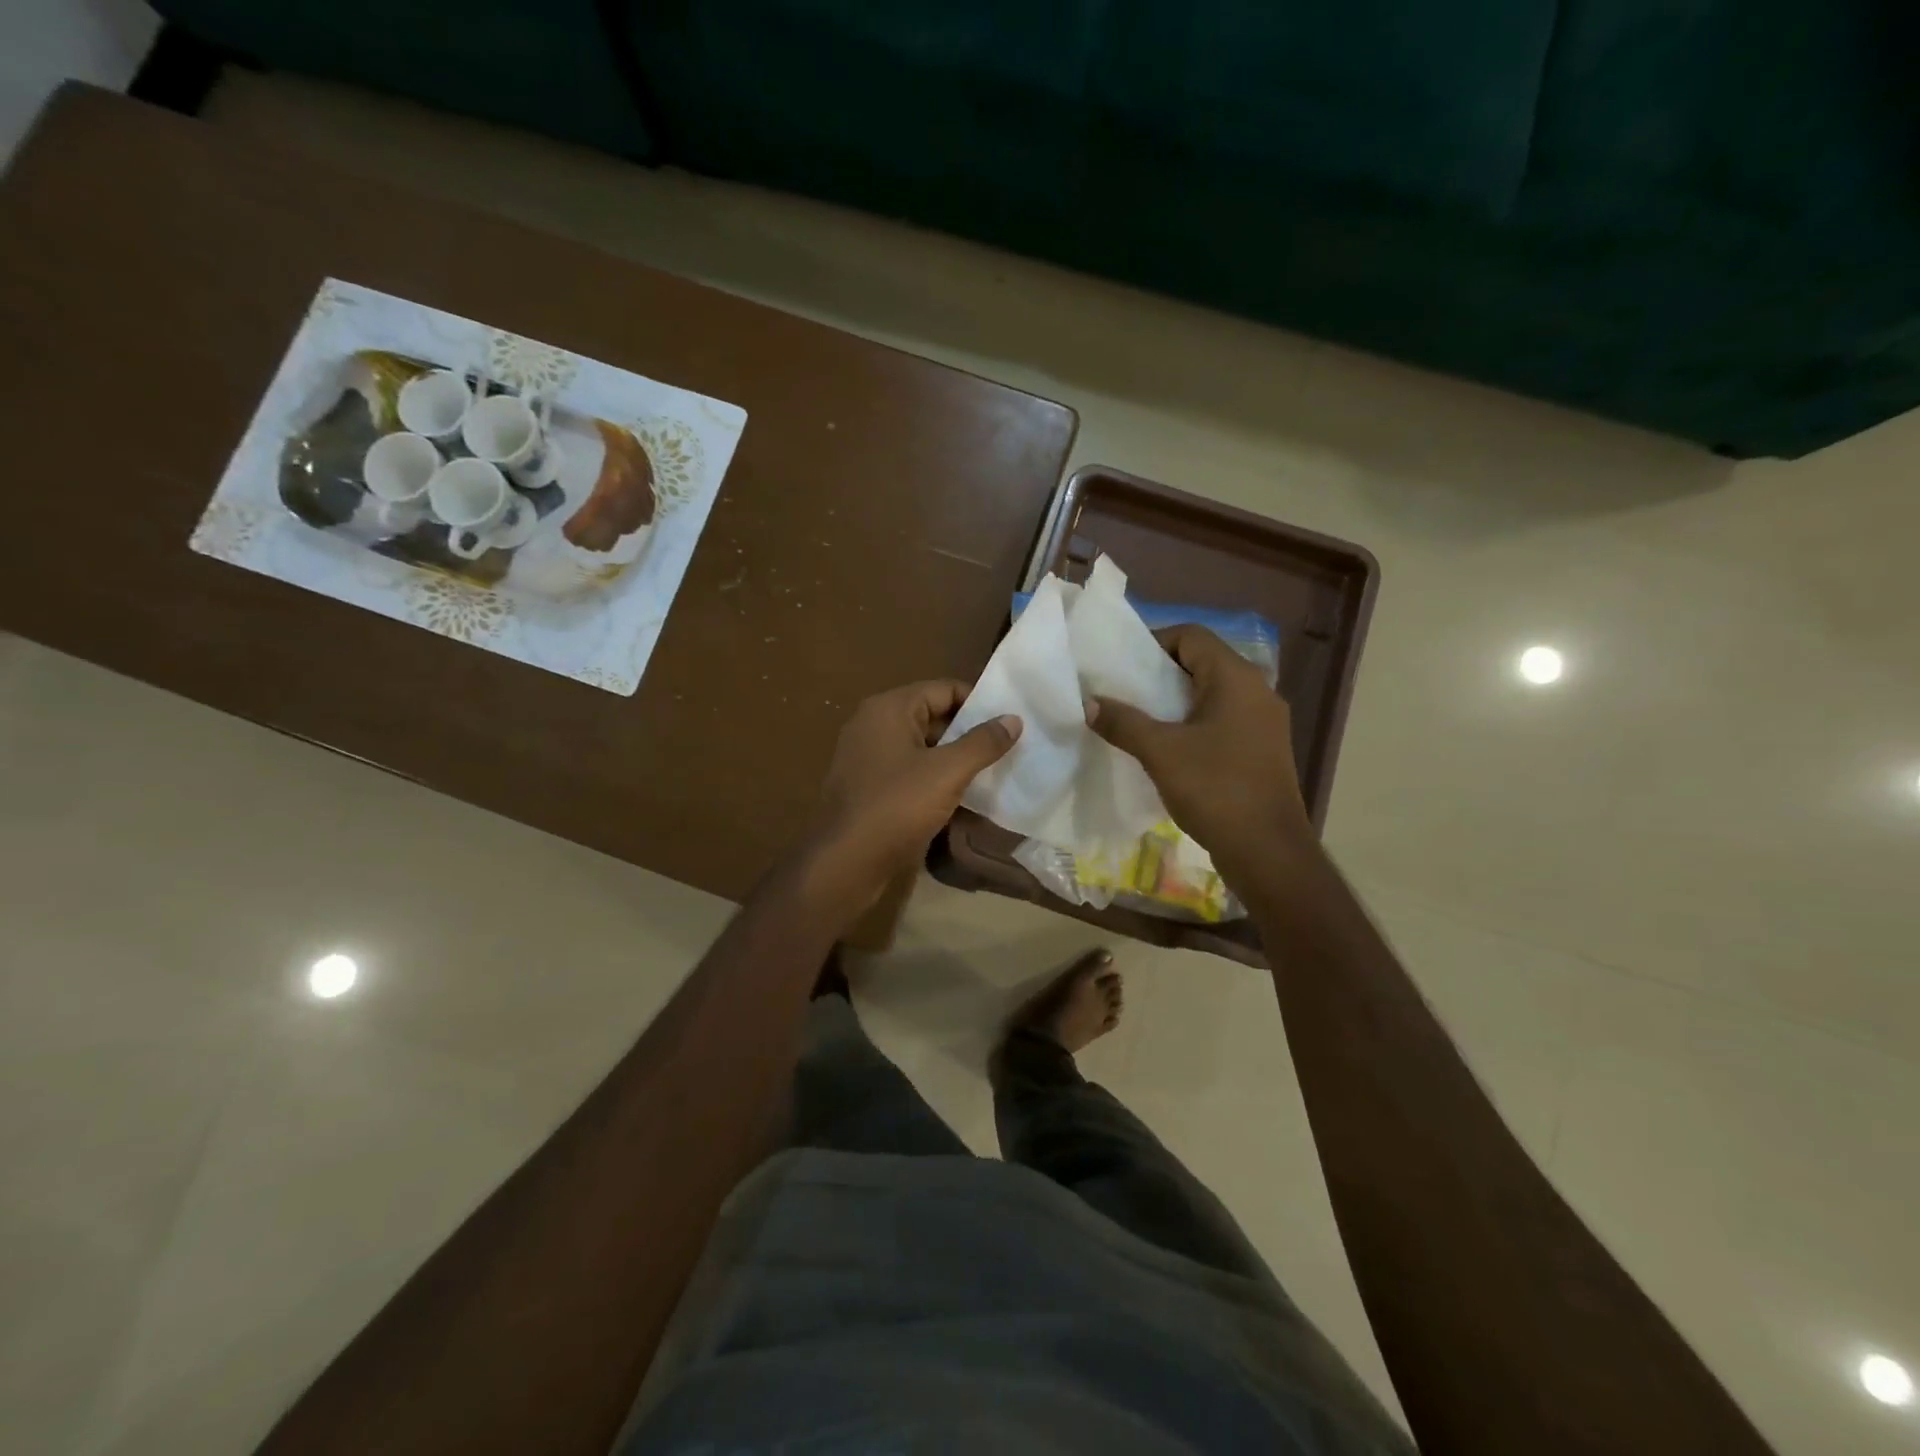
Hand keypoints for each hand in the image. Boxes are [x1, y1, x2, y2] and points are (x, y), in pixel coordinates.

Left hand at [809, 680, 1020, 893]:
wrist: (845, 862)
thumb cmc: (896, 806)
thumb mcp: (947, 772)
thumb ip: (983, 743)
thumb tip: (1013, 719)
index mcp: (889, 709)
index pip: (944, 689)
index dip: (979, 703)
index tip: (1010, 722)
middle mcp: (874, 725)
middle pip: (932, 716)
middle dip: (969, 733)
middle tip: (1008, 749)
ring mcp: (868, 758)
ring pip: (922, 748)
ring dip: (954, 759)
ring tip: (993, 773)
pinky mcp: (868, 787)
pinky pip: (909, 772)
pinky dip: (935, 780)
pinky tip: (962, 798)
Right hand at [1086, 624, 1310, 881]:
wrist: (1267, 850)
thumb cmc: (1215, 789)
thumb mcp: (1160, 752)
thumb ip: (1123, 722)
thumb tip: (1089, 703)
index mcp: (1236, 678)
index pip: (1192, 636)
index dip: (1154, 642)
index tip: (1122, 667)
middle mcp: (1257, 690)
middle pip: (1203, 662)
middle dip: (1160, 674)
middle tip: (1125, 692)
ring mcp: (1263, 721)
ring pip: (1212, 694)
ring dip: (1176, 701)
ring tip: (1140, 719)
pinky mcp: (1262, 749)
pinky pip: (1222, 720)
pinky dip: (1193, 723)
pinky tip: (1168, 748)